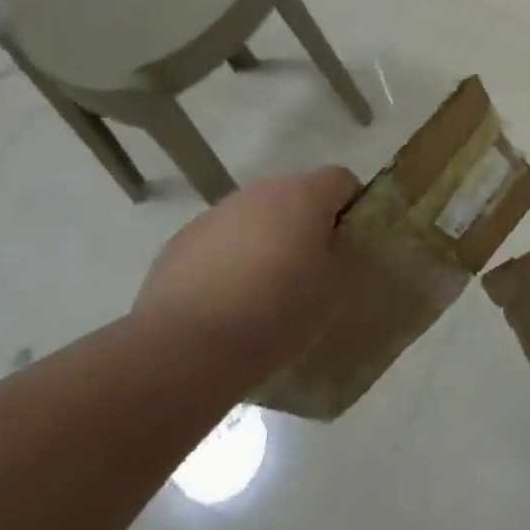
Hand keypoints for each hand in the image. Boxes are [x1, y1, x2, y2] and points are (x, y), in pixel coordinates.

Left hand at [131, 166, 359, 378]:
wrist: (184, 349)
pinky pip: (218, 240)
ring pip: (254, 216)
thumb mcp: (330, 287)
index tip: (346, 242)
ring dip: (263, 238)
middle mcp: (261, 192)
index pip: (341, 179)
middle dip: (303, 223)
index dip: (349, 205)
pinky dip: (227, 258)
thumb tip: (330, 242)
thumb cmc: (274, 315)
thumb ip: (338, 251)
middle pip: (294, 195)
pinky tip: (222, 300)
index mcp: (304, 196)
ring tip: (259, 290)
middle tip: (306, 269)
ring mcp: (216, 213)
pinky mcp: (179, 241)